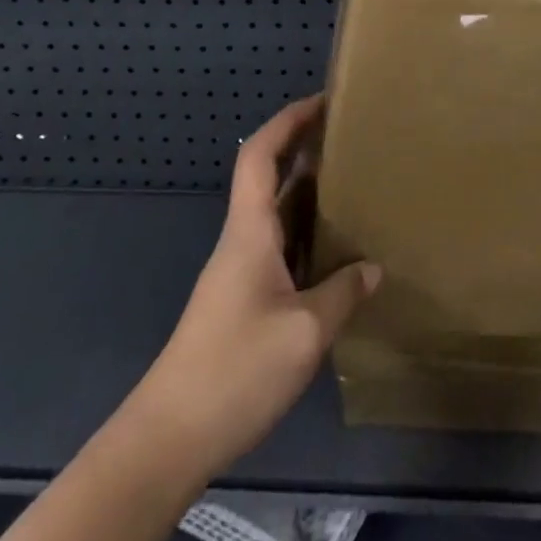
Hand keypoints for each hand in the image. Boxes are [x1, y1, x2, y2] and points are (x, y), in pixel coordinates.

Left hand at [124, 95, 381, 476]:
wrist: (168, 439)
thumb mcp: (304, 332)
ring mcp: (239, 273)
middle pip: (268, 177)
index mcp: (250, 232)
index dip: (287, 121)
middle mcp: (242, 242)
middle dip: (303, 148)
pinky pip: (278, 249)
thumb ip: (342, 293)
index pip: (261, 155)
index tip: (322, 102)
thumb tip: (372, 268)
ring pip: (275, 215)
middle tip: (350, 138)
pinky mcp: (241, 302)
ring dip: (307, 192)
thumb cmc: (235, 371)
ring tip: (353, 185)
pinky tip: (335, 251)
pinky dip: (306, 234)